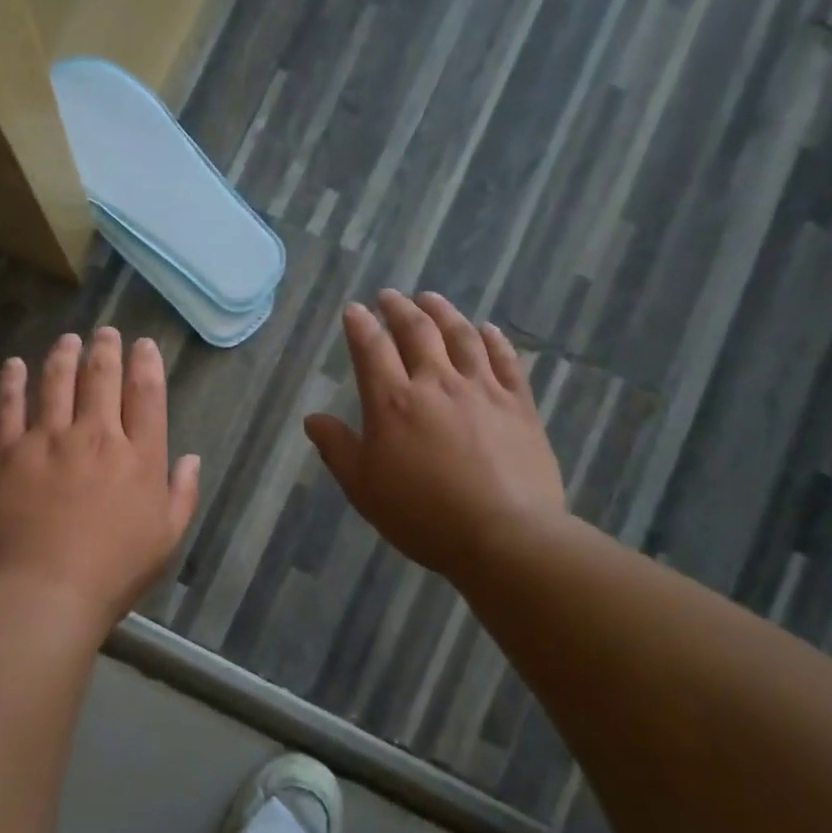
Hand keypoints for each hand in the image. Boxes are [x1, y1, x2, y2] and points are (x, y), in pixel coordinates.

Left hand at [0, 328, 201, 635]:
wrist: (44, 592)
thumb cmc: (113, 572)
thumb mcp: (166, 539)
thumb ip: (182, 494)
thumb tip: (190, 458)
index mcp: (138, 456)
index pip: (146, 395)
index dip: (146, 363)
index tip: (143, 345)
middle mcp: (95, 436)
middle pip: (101, 378)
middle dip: (105, 349)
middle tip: (105, 333)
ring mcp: (47, 440)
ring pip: (56, 382)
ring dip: (63, 355)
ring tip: (67, 340)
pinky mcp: (6, 452)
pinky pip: (8, 406)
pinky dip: (12, 381)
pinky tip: (14, 365)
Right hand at [305, 291, 564, 582]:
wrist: (505, 536)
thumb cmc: (422, 516)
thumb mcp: (363, 488)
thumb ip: (337, 448)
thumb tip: (313, 419)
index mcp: (393, 402)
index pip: (371, 349)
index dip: (360, 325)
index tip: (354, 310)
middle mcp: (436, 383)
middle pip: (417, 332)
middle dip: (399, 309)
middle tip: (390, 296)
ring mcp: (482, 390)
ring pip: (461, 336)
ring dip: (443, 312)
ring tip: (431, 298)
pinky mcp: (518, 404)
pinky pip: (506, 360)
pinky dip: (494, 339)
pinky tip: (487, 329)